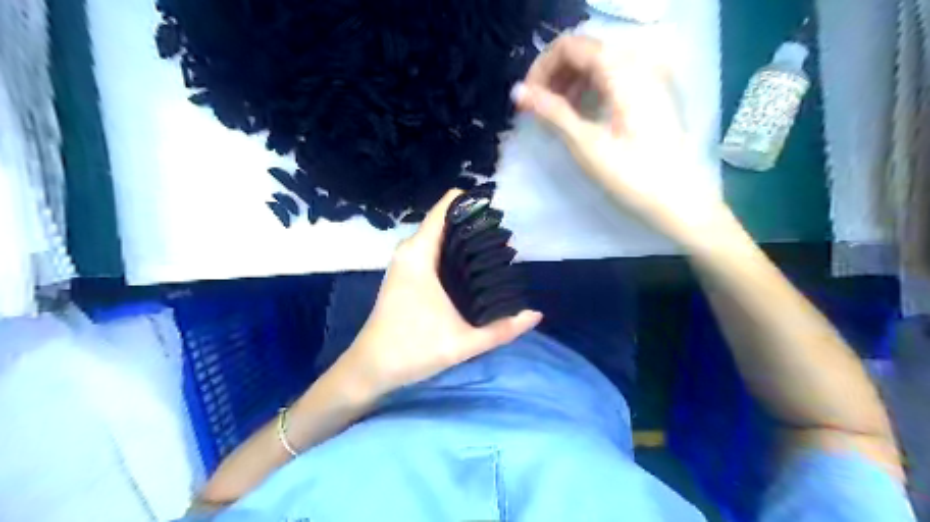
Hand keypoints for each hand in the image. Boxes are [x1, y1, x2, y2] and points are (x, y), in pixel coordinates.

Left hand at [329, 191, 541, 397]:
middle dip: (475, 224)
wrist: (371, 367)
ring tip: (496, 249)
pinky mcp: (404, 272)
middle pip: (445, 221)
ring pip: (439, 236)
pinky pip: (432, 249)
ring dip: (464, 238)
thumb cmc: (413, 349)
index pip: (445, 209)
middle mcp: (410, 250)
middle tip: (507, 238)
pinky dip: (452, 249)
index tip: (499, 209)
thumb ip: (503, 330)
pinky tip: (472, 265)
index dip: (472, 202)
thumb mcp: (464, 343)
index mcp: (420, 255)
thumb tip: (536, 314)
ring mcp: (405, 261)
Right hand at [513, 35, 730, 246]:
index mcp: (622, 69)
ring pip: (599, 64)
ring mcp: (651, 76)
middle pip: (585, 51)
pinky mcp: (654, 93)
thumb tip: (517, 91)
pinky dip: (591, 89)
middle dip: (555, 75)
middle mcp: (639, 62)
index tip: (527, 99)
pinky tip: (581, 114)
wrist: (679, 201)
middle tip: (537, 108)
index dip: (541, 67)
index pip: (570, 46)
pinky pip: (614, 78)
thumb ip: (551, 112)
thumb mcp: (586, 143)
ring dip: (571, 82)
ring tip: (555, 114)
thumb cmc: (632, 175)